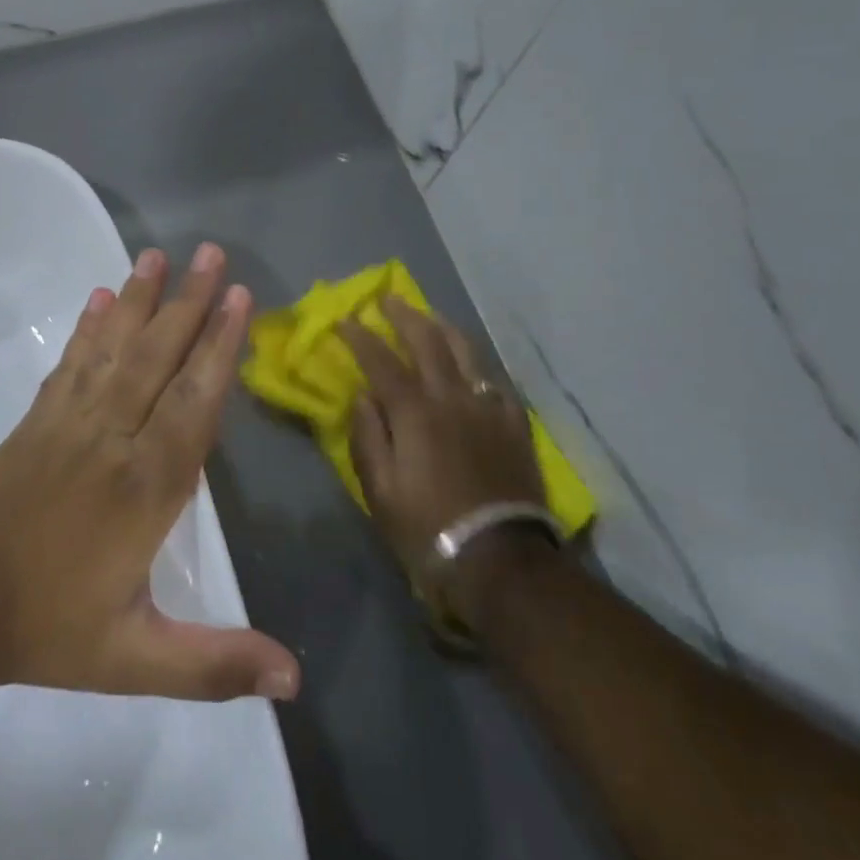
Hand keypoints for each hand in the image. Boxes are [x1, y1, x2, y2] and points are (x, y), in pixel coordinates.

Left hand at [0, 244, 300, 703]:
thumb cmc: (48, 631)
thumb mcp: (135, 660)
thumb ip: (214, 665)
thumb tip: (294, 681)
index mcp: (145, 487)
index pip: (193, 403)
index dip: (219, 348)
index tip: (238, 298)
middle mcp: (112, 439)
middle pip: (158, 359)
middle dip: (190, 303)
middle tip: (213, 252)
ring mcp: (69, 424)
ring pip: (114, 350)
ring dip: (141, 300)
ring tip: (159, 255)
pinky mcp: (37, 422)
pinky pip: (71, 364)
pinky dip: (88, 327)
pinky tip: (100, 297)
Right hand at [342, 298, 548, 575]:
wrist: (499, 559)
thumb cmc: (426, 527)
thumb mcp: (379, 489)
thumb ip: (368, 436)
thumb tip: (362, 396)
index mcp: (415, 413)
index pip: (381, 360)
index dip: (360, 337)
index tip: (344, 320)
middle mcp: (453, 398)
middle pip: (428, 342)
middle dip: (404, 315)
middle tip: (387, 299)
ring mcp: (490, 409)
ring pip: (467, 352)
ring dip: (443, 328)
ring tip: (429, 317)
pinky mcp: (515, 426)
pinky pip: (495, 381)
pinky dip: (476, 365)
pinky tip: (471, 366)